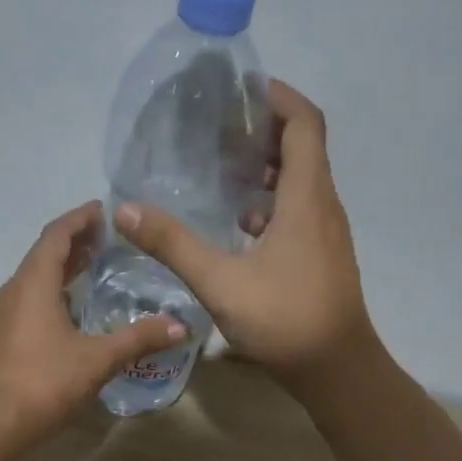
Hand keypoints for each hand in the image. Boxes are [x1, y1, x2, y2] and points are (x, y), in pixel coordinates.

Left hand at [0, 201, 186, 445]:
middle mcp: (16, 290)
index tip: (103, 209)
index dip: (80, 219)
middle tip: (107, 236)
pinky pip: (32, 299)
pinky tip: (75, 308)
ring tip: (95, 266)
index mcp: (35, 283)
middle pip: (45, 253)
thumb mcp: (98, 359)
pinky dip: (55, 291)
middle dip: (75, 241)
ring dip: (64, 267)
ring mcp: (6, 314)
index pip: (57, 235)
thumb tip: (179, 326)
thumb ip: (139, 338)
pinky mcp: (5, 336)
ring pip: (37, 278)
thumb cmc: (45, 381)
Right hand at [115, 80, 372, 389]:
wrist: (337, 371)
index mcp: (307, 199)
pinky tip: (236, 222)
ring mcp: (325, 233)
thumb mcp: (220, 282)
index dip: (278, 98)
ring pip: (301, 182)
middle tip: (218, 127)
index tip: (242, 89)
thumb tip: (124, 210)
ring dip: (266, 167)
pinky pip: (298, 211)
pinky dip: (270, 202)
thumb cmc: (285, 320)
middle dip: (264, 129)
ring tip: (220, 166)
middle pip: (303, 148)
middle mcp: (323, 207)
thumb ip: (173, 244)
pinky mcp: (321, 256)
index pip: (304, 124)